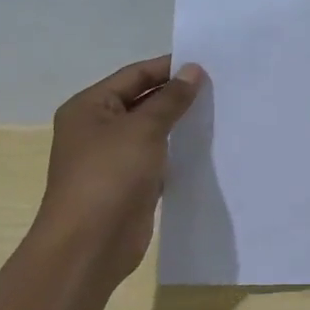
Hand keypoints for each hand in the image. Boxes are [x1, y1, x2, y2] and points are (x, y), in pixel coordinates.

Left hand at [33, 55, 204, 291]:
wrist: (90, 244)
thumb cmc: (110, 176)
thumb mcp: (144, 129)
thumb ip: (171, 99)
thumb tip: (193, 70)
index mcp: (89, 107)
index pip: (134, 75)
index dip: (169, 68)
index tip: (207, 64)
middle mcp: (97, 128)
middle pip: (142, 101)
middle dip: (177, 95)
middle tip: (220, 87)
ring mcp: (112, 158)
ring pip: (151, 131)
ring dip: (179, 124)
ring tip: (219, 112)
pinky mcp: (129, 184)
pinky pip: (157, 158)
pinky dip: (177, 151)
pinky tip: (205, 146)